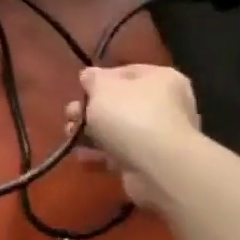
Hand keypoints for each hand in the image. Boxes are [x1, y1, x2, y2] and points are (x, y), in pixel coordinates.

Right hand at [64, 65, 200, 209]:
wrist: (158, 167)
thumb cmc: (130, 115)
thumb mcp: (101, 86)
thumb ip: (92, 78)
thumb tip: (90, 77)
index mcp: (161, 79)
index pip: (125, 72)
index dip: (99, 80)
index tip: (80, 90)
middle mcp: (168, 105)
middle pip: (119, 103)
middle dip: (90, 110)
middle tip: (71, 114)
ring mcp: (161, 136)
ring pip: (117, 129)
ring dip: (91, 133)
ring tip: (71, 136)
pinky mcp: (153, 162)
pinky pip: (121, 153)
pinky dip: (101, 154)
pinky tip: (83, 156)